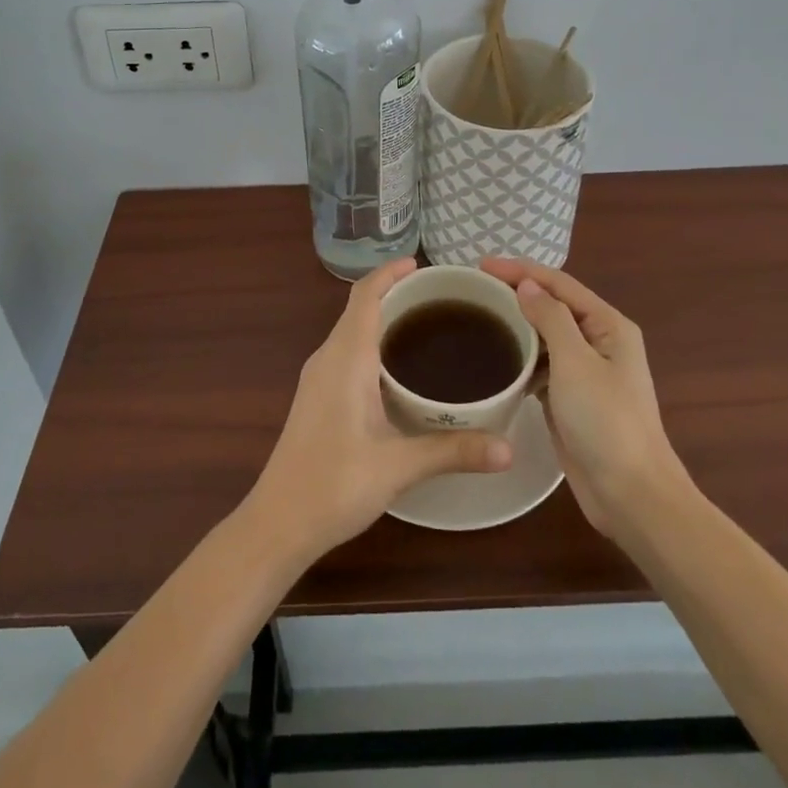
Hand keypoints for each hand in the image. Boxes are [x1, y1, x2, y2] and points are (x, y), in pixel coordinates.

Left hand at [246, 258, 512, 561]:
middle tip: (440, 298)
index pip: (365, 296)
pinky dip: (373, 344)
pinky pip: (347, 352)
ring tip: (426, 327)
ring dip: (383, 319)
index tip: (421, 264)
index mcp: (345, 358)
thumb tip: (510, 448)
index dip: (389, 273)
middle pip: (359, 308)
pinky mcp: (317, 398)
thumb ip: (453, 451)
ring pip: (352, 331)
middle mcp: (328, 358)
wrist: (278, 523)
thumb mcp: (398, 466)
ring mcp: (318, 378)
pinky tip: (398, 370)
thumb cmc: (333, 484)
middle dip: (394, 294)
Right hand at [482, 259, 686, 534]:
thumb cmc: (606, 421)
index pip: (559, 284)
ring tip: (478, 316)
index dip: (521, 270)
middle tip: (474, 289)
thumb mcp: (576, 361)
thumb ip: (551, 317)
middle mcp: (599, 341)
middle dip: (517, 293)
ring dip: (517, 325)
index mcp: (608, 325)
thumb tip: (526, 285)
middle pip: (552, 306)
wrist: (630, 495)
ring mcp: (585, 372)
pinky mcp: (570, 399)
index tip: (480, 264)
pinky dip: (520, 357)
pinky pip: (541, 366)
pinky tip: (495, 357)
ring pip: (545, 336)